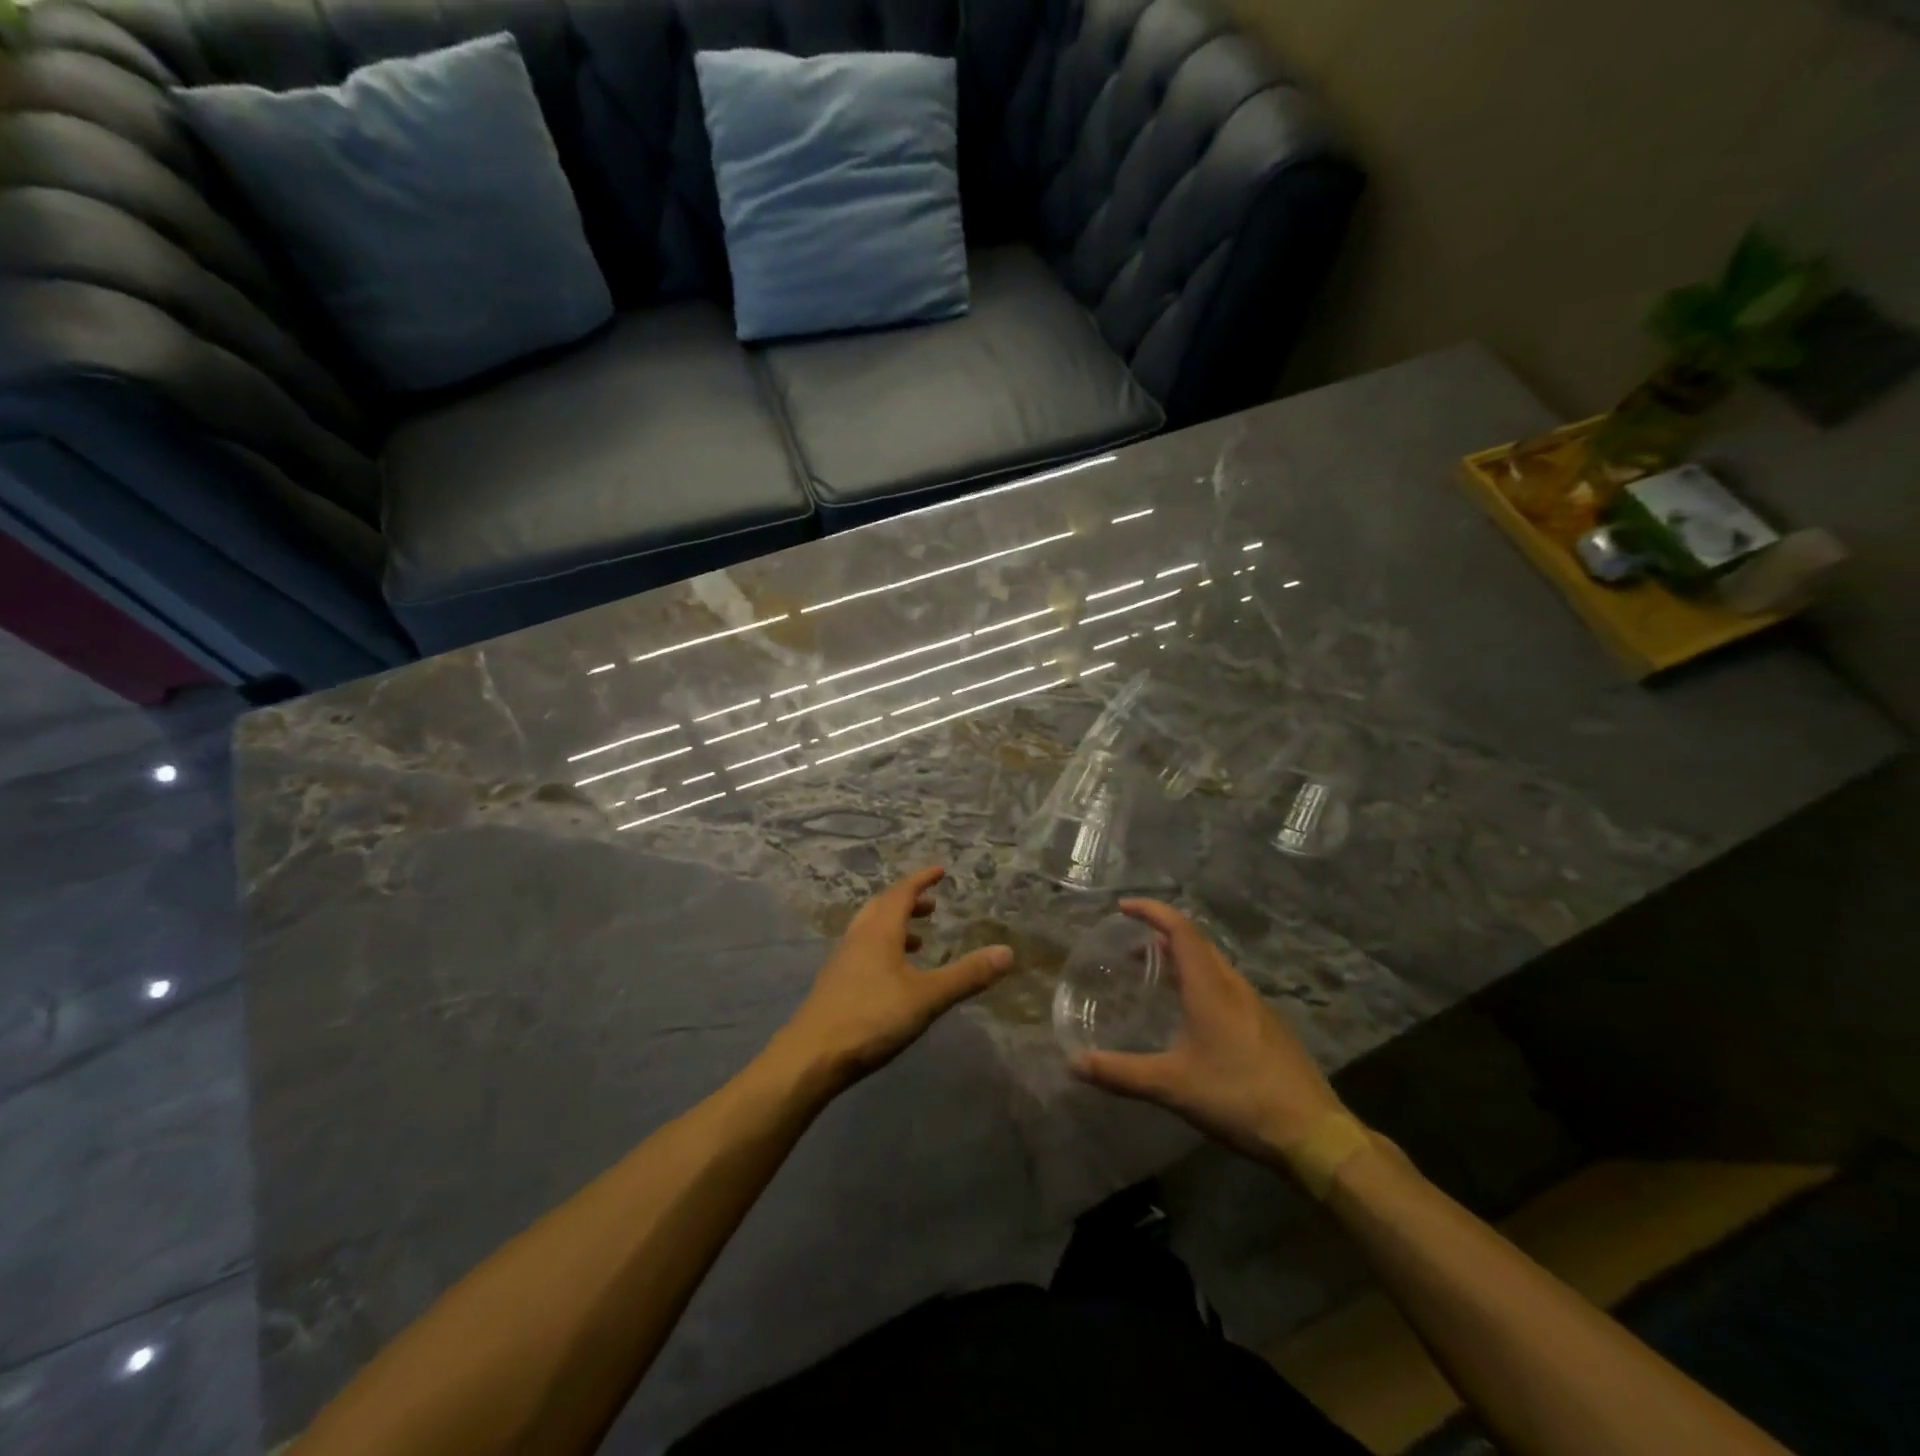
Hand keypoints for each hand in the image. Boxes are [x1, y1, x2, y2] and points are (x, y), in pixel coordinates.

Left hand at [775, 867, 1014, 1090]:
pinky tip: (892, 977)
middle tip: (931, 905)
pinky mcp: (834, 985)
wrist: (811, 1057)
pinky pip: (862, 951)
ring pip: (869, 930)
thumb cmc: (872, 1018)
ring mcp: (841, 961)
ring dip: (894, 926)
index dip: (921, 880)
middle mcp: (858, 938)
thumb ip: (966, 975)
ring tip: (918, 941)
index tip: (940, 871)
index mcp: (879, 932)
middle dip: (907, 901)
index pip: (901, 893)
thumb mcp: (927, 997)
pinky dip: (881, 949)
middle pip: (881, 907)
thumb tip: (1007, 952)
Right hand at [1070, 899, 1344, 1165]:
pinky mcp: (1267, 1027)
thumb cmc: (1239, 1098)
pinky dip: (1201, 982)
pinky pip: (1226, 987)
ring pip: (1214, 966)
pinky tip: (1193, 1016)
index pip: (1180, 930)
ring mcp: (1256, 1006)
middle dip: (1163, 935)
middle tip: (1131, 946)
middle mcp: (1234, 987)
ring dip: (1183, 959)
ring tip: (1157, 976)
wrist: (1313, 1133)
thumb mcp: (1172, 1086)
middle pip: (1197, 943)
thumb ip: (1121, 1073)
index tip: (1124, 907)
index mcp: (1211, 988)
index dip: (1152, 912)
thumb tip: (1073, 1063)